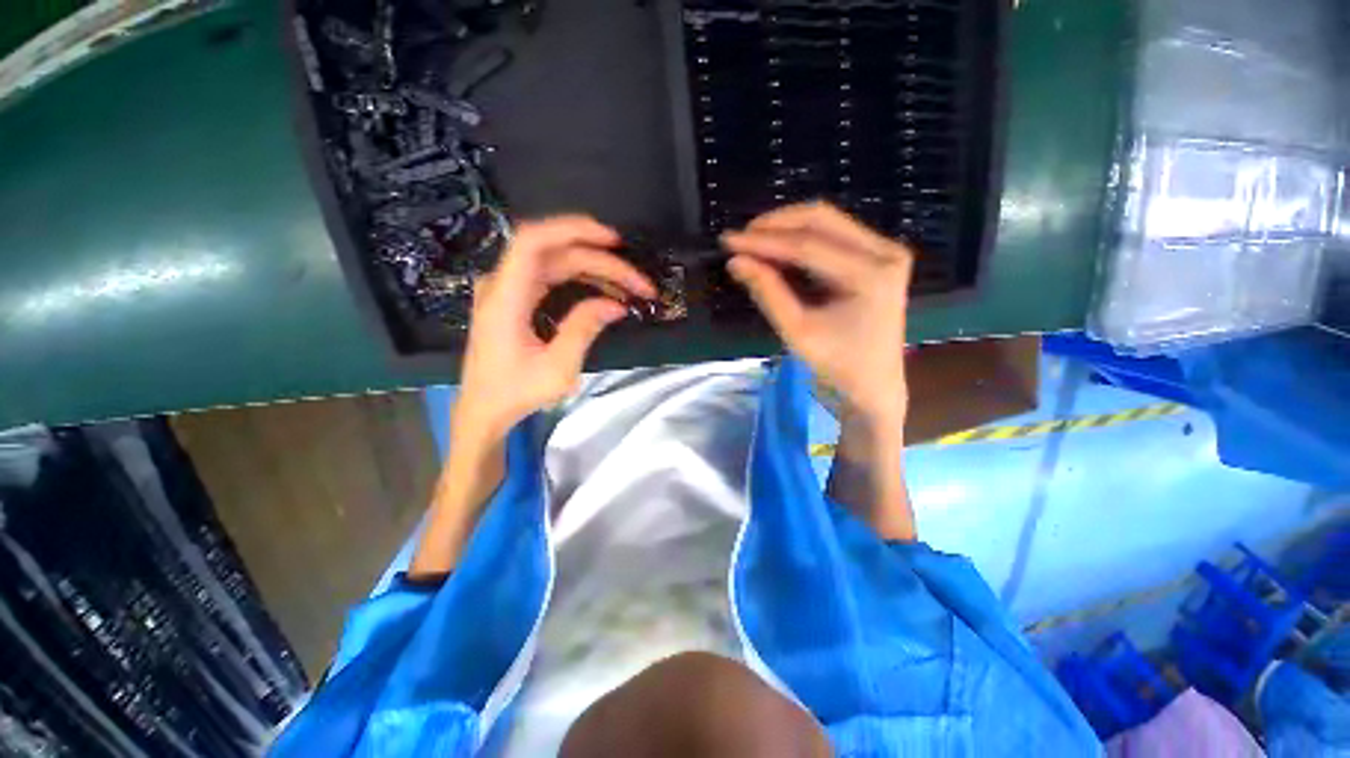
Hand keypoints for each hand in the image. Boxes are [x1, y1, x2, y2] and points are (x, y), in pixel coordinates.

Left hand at [456, 216, 655, 439]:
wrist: (484, 409)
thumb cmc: (516, 393)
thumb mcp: (557, 368)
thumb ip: (584, 329)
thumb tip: (616, 304)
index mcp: (505, 298)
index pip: (533, 242)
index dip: (572, 230)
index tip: (612, 241)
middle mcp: (503, 284)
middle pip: (556, 254)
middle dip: (602, 262)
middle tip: (639, 284)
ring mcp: (508, 290)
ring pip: (557, 263)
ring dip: (596, 269)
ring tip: (629, 286)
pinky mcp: (516, 299)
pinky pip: (552, 277)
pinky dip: (581, 278)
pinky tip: (605, 288)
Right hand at [721, 202, 912, 424]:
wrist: (874, 382)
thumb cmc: (837, 364)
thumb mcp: (797, 332)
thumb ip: (767, 292)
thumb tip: (736, 261)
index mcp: (872, 275)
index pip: (808, 246)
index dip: (764, 241)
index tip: (729, 240)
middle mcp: (885, 252)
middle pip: (821, 219)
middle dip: (775, 225)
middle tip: (741, 238)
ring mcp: (884, 250)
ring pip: (826, 222)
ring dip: (786, 229)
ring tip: (753, 244)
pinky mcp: (877, 255)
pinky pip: (832, 234)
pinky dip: (800, 239)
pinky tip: (776, 251)